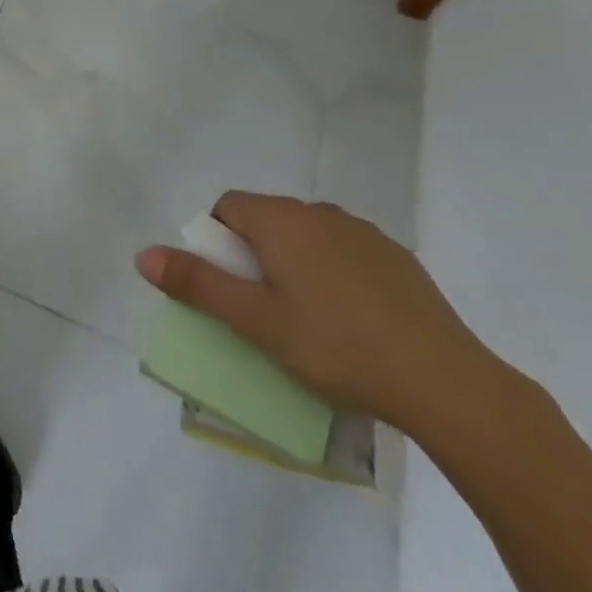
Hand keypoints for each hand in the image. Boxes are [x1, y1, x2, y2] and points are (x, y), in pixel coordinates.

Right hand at [136, 192, 502, 436]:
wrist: (449, 383)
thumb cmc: (337, 347)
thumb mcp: (257, 323)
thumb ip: (198, 285)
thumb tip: (142, 253)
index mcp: (280, 219)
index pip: (228, 208)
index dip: (217, 243)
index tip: (230, 289)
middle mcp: (318, 211)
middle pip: (267, 219)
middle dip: (255, 255)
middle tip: (264, 312)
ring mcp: (363, 231)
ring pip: (308, 236)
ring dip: (296, 263)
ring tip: (310, 321)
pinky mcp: (397, 257)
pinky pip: (347, 252)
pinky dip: (336, 274)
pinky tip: (355, 322)